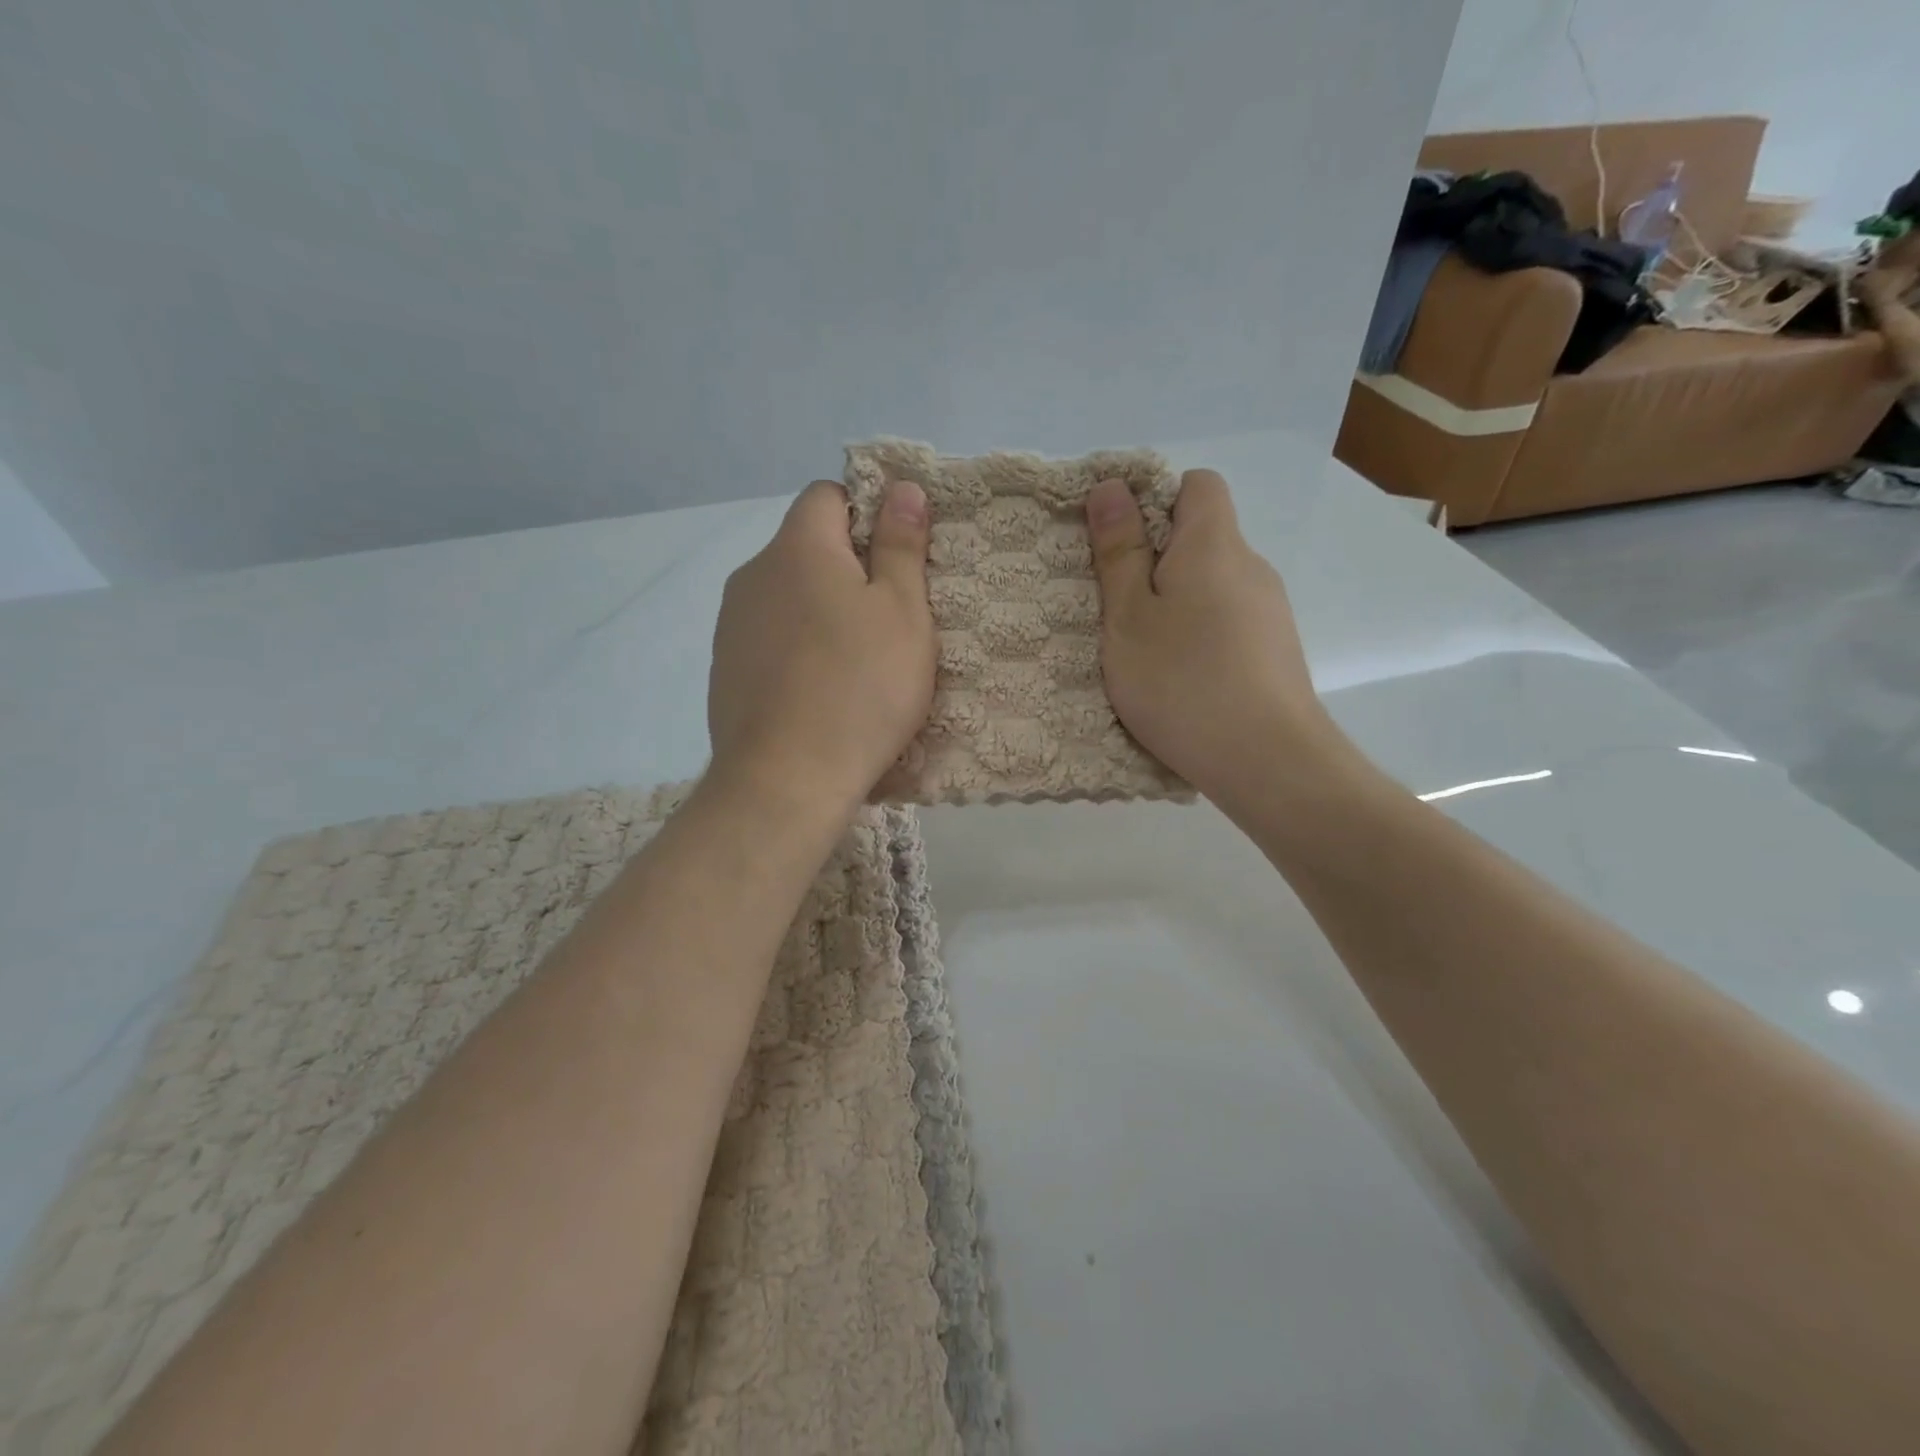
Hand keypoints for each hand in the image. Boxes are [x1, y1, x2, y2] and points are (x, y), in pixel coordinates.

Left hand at [708, 479, 935, 816]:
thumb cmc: (861, 688)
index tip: (897, 559)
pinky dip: (797, 650)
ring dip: (822, 612)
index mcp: (797, 548)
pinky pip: (770, 639)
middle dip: (849, 569)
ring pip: (788, 597)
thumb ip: (901, 545)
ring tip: (857, 664)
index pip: (828, 495)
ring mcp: (731, 625)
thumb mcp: (903, 612)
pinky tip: (820, 693)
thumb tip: (902, 487)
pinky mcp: (724, 670)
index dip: (868, 514)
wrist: (786, 779)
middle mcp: (753, 574)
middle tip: (890, 619)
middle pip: (806, 548)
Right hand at [1086, 470, 1344, 807]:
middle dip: (1156, 559)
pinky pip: (1228, 622)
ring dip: (1176, 603)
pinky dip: (1199, 634)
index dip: (1154, 499)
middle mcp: (1251, 567)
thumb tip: (1112, 487)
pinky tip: (1181, 678)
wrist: (1267, 761)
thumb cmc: (1182, 682)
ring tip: (1143, 651)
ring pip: (1213, 585)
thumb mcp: (1129, 618)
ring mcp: (1270, 612)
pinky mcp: (1276, 651)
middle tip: (1116, 606)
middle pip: (1203, 537)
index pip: (1197, 484)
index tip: (1118, 543)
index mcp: (1215, 545)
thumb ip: (1118, 552)